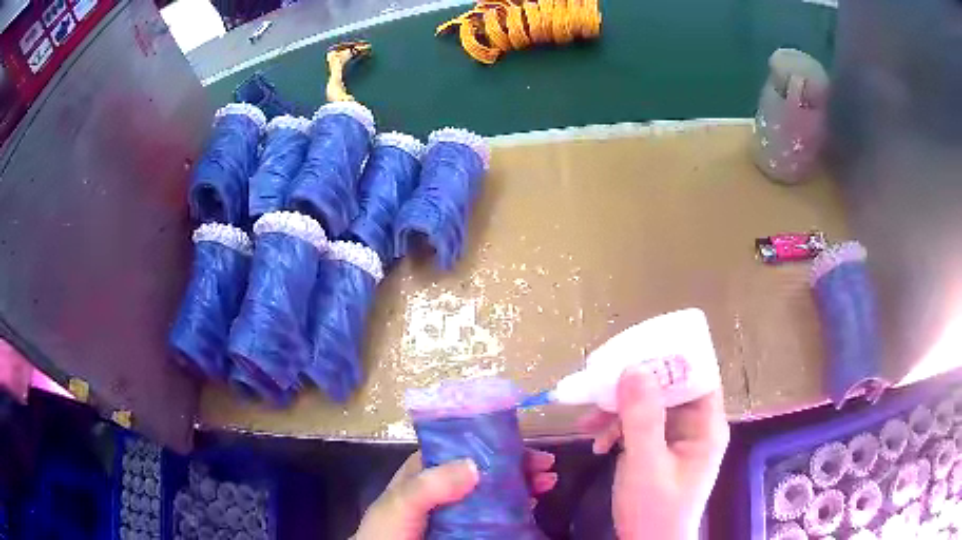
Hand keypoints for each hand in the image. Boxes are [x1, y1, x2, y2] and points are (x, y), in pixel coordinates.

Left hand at [353, 448, 557, 539]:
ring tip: (547, 483)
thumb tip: (474, 465)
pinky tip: (532, 505)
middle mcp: (443, 489)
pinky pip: (497, 515)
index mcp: (424, 474)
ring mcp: (457, 511)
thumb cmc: (388, 533)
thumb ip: (428, 485)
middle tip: (546, 467)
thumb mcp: (399, 504)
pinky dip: (517, 507)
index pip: (461, 450)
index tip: (522, 446)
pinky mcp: (468, 530)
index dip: (493, 445)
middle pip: (485, 470)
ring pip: (494, 491)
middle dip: (516, 465)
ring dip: (522, 484)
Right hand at [579, 366, 729, 539]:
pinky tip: (598, 443)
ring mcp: (676, 439)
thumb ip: (642, 418)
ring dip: (620, 410)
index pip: (697, 375)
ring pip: (650, 406)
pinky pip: (640, 426)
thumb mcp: (646, 464)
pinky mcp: (659, 450)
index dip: (672, 359)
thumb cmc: (655, 510)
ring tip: (589, 422)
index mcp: (706, 425)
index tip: (636, 351)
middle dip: (634, 387)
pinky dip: (618, 429)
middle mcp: (695, 426)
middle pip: (669, 388)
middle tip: (601, 386)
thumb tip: (633, 368)